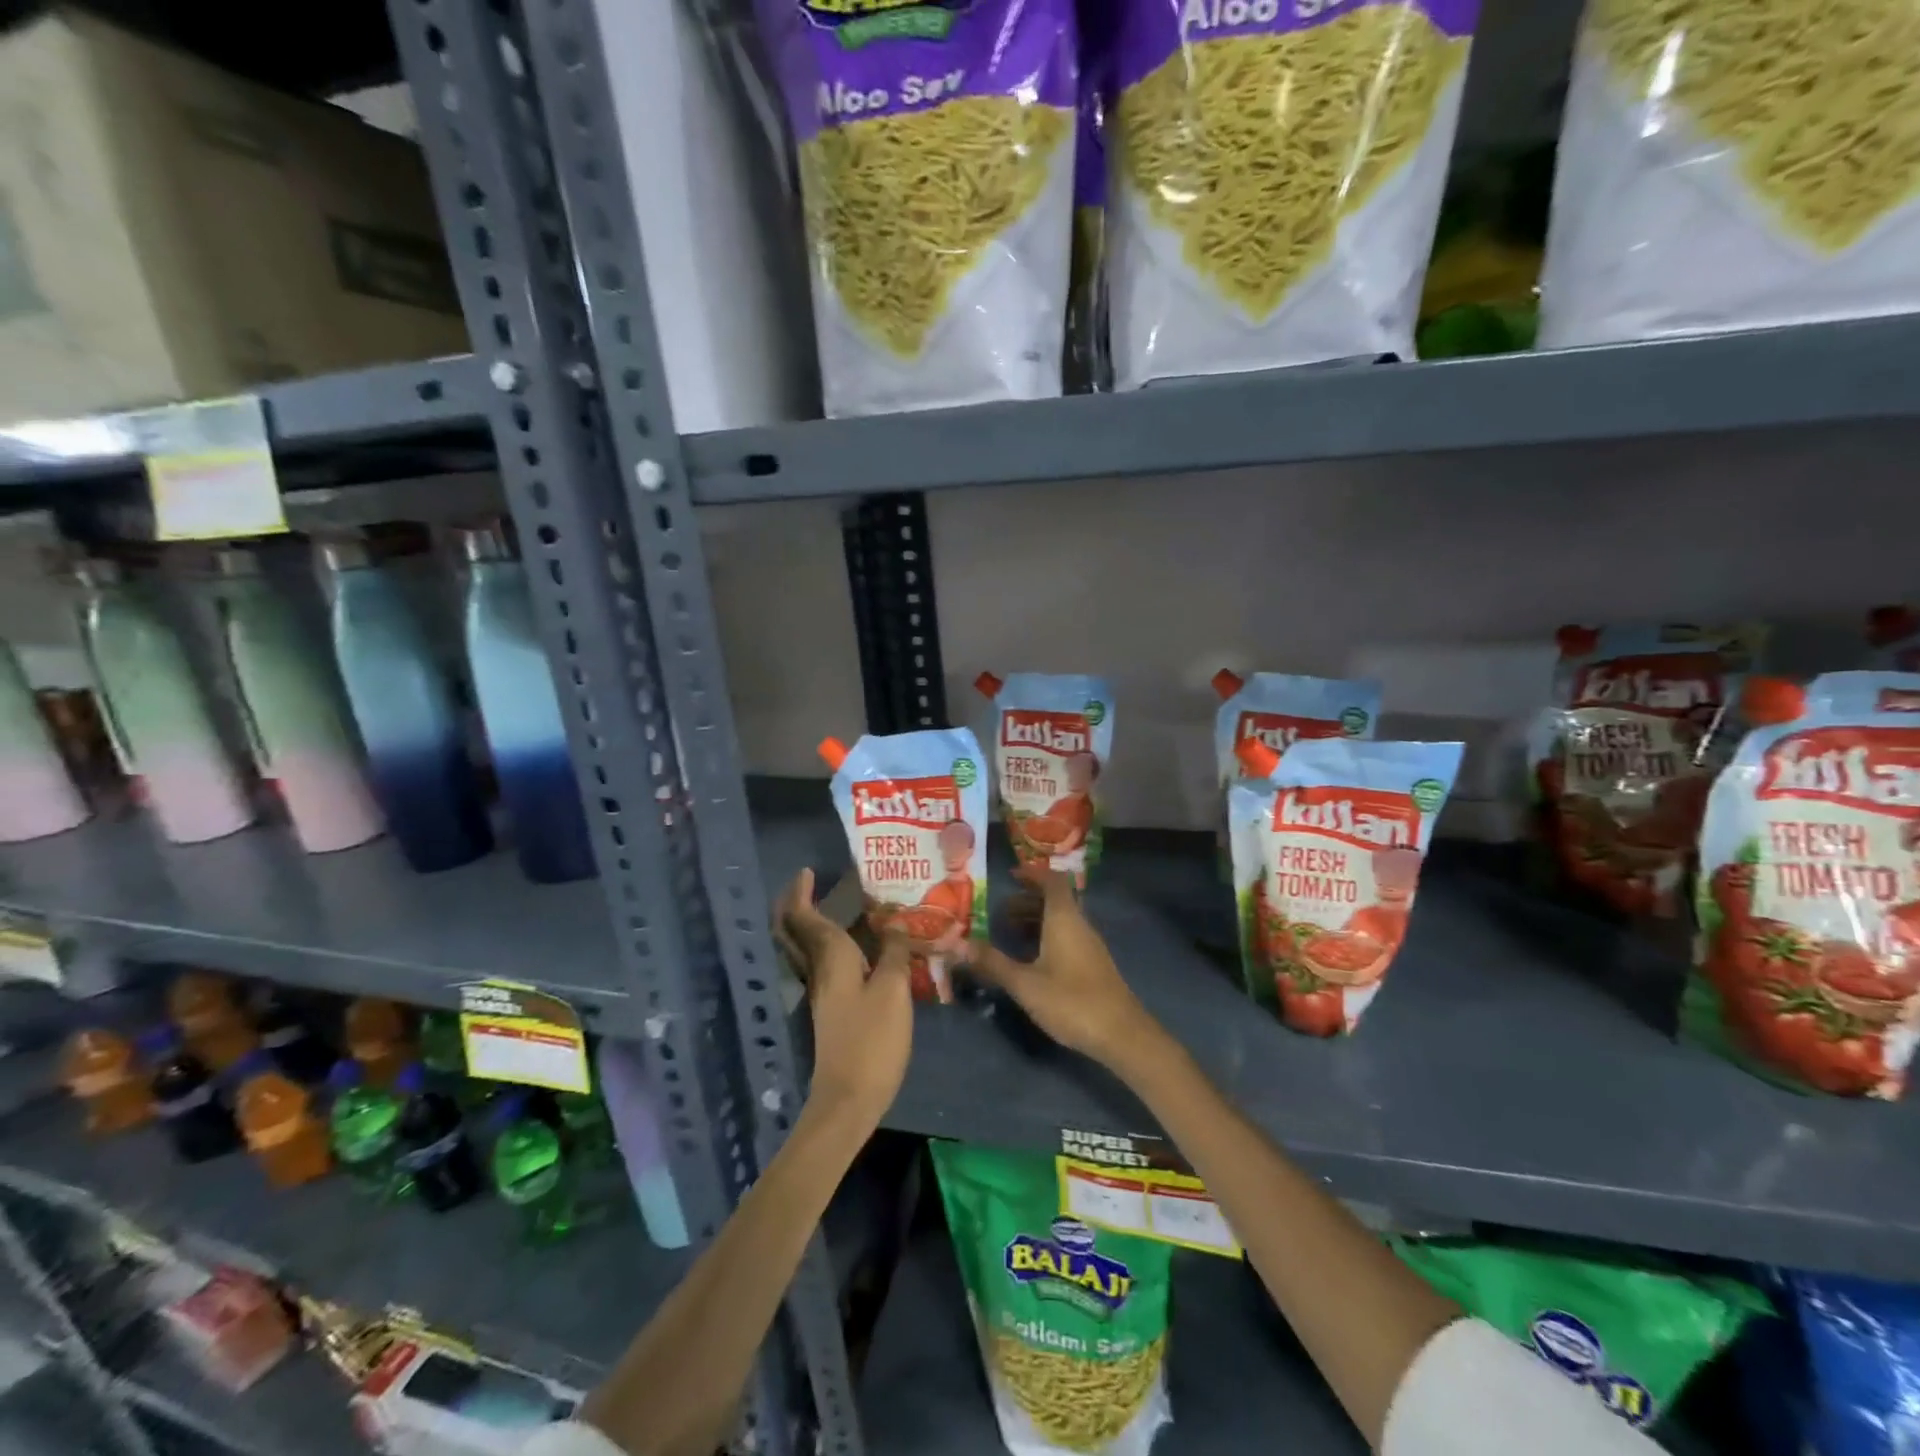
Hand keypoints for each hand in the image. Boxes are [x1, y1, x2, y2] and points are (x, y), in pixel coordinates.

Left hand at [774, 869, 911, 1124]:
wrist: (849, 1099)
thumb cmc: (872, 1040)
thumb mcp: (894, 990)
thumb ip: (895, 951)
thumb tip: (897, 921)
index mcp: (830, 957)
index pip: (803, 915)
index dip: (800, 891)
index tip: (808, 870)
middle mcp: (818, 969)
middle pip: (793, 931)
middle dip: (796, 904)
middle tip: (815, 884)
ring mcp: (822, 991)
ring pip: (806, 947)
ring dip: (813, 923)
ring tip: (842, 907)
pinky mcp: (831, 1008)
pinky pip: (823, 963)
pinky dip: (830, 945)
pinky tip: (859, 947)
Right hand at [972, 865, 1162, 1068]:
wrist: (1121, 1034)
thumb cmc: (1071, 1001)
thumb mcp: (1025, 983)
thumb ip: (993, 963)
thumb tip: (958, 944)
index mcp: (1064, 919)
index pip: (1052, 881)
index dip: (1032, 873)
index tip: (1009, 876)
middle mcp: (1080, 924)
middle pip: (1055, 899)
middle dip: (1026, 900)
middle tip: (998, 912)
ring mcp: (1089, 944)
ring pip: (1061, 919)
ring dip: (1035, 919)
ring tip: (1008, 933)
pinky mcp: (1093, 964)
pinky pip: (1067, 935)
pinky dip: (1046, 935)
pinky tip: (1031, 958)